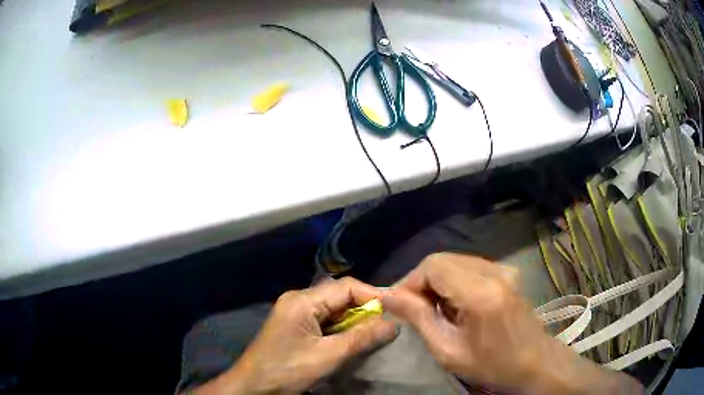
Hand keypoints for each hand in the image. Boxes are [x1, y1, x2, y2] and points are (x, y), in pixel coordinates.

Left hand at [194, 278, 396, 394]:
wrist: (253, 386)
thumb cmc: (287, 370)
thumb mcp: (327, 357)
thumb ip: (361, 338)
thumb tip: (393, 324)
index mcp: (302, 300)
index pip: (346, 287)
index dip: (373, 295)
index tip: (396, 310)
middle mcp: (298, 299)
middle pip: (339, 296)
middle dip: (365, 309)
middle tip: (389, 323)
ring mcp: (295, 312)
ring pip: (333, 309)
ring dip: (354, 320)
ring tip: (376, 332)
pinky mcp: (295, 325)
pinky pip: (324, 320)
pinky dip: (341, 328)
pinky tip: (354, 339)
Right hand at [383, 252, 642, 393]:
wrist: (535, 362)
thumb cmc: (492, 365)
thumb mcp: (448, 351)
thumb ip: (418, 318)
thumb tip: (388, 295)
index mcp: (481, 293)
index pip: (433, 266)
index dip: (410, 281)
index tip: (399, 304)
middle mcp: (495, 271)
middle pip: (443, 259)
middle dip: (421, 281)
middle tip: (414, 309)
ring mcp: (504, 269)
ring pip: (455, 261)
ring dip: (437, 281)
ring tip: (434, 310)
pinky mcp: (508, 272)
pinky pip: (470, 267)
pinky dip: (454, 281)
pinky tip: (456, 304)